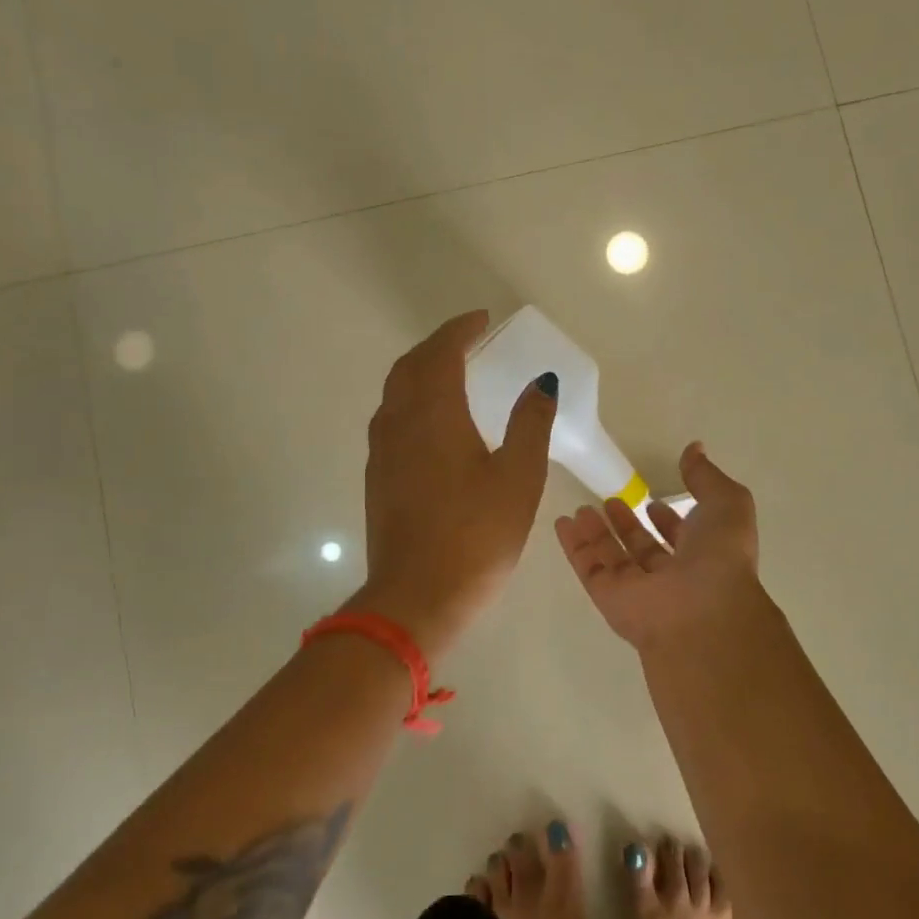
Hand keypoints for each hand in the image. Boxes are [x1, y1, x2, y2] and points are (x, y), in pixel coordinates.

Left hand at [351, 310, 556, 654]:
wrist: (416, 599)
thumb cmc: (476, 535)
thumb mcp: (518, 478)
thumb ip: (530, 423)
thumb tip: (540, 382)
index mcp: (434, 414)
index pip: (441, 353)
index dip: (460, 330)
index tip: (482, 320)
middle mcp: (400, 423)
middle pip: (410, 366)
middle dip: (437, 346)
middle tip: (468, 341)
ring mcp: (383, 452)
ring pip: (395, 392)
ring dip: (421, 372)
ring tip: (451, 374)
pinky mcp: (378, 478)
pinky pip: (391, 419)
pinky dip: (412, 401)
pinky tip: (434, 423)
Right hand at [554, 442, 762, 653]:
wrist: (701, 613)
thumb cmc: (720, 556)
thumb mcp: (726, 503)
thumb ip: (706, 476)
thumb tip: (694, 449)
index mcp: (705, 556)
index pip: (683, 538)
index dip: (669, 521)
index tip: (653, 501)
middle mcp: (672, 576)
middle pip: (644, 549)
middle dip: (629, 526)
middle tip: (611, 501)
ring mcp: (639, 590)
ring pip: (614, 558)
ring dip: (598, 533)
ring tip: (581, 508)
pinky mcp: (609, 598)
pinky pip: (589, 568)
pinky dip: (575, 546)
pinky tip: (563, 523)